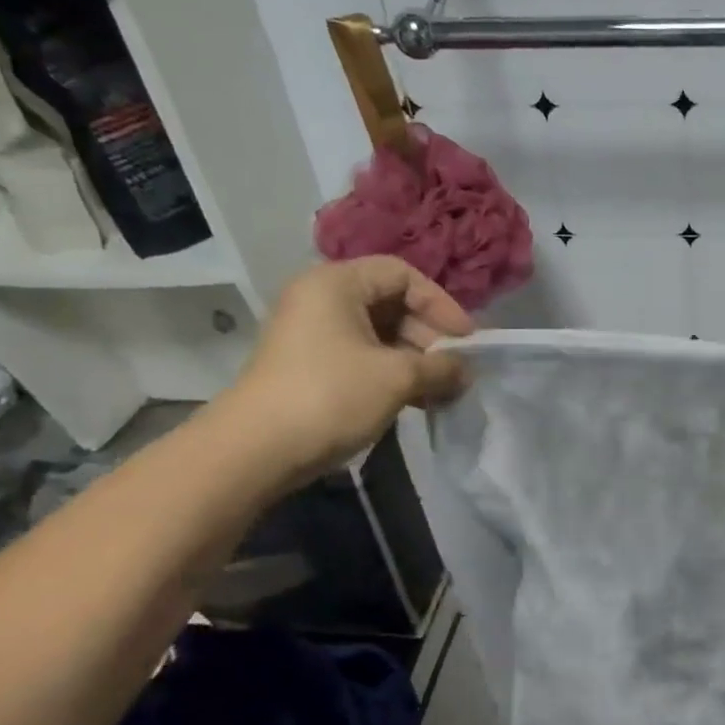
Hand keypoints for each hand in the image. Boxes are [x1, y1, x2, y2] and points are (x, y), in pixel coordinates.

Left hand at [215, 258, 473, 482]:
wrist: (258, 449)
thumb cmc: (331, 396)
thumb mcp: (397, 377)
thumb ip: (441, 367)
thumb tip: (466, 370)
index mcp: (337, 284)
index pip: (402, 275)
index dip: (441, 304)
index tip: (466, 340)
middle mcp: (323, 300)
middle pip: (392, 304)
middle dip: (431, 337)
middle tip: (456, 370)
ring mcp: (315, 335)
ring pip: (381, 335)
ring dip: (417, 361)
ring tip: (444, 391)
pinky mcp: (314, 366)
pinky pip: (365, 358)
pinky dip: (395, 375)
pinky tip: (419, 402)